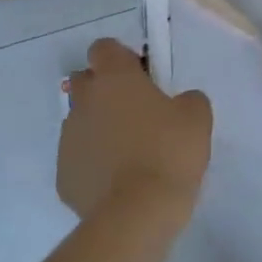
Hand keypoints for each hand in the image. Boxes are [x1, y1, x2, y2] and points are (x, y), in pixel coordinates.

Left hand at [59, 39, 212, 227]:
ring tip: (130, 153)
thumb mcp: (197, 117)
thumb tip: (179, 102)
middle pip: (85, 81)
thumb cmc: (169, 152)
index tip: (142, 76)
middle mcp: (84, 102)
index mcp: (115, 79)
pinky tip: (119, 182)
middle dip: (105, 90)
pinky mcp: (63, 176)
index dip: (122, 58)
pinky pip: (79, 158)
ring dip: (100, 128)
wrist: (137, 213)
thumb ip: (187, 99)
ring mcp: (68, 140)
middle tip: (136, 112)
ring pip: (81, 122)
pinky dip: (95, 163)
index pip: (104, 48)